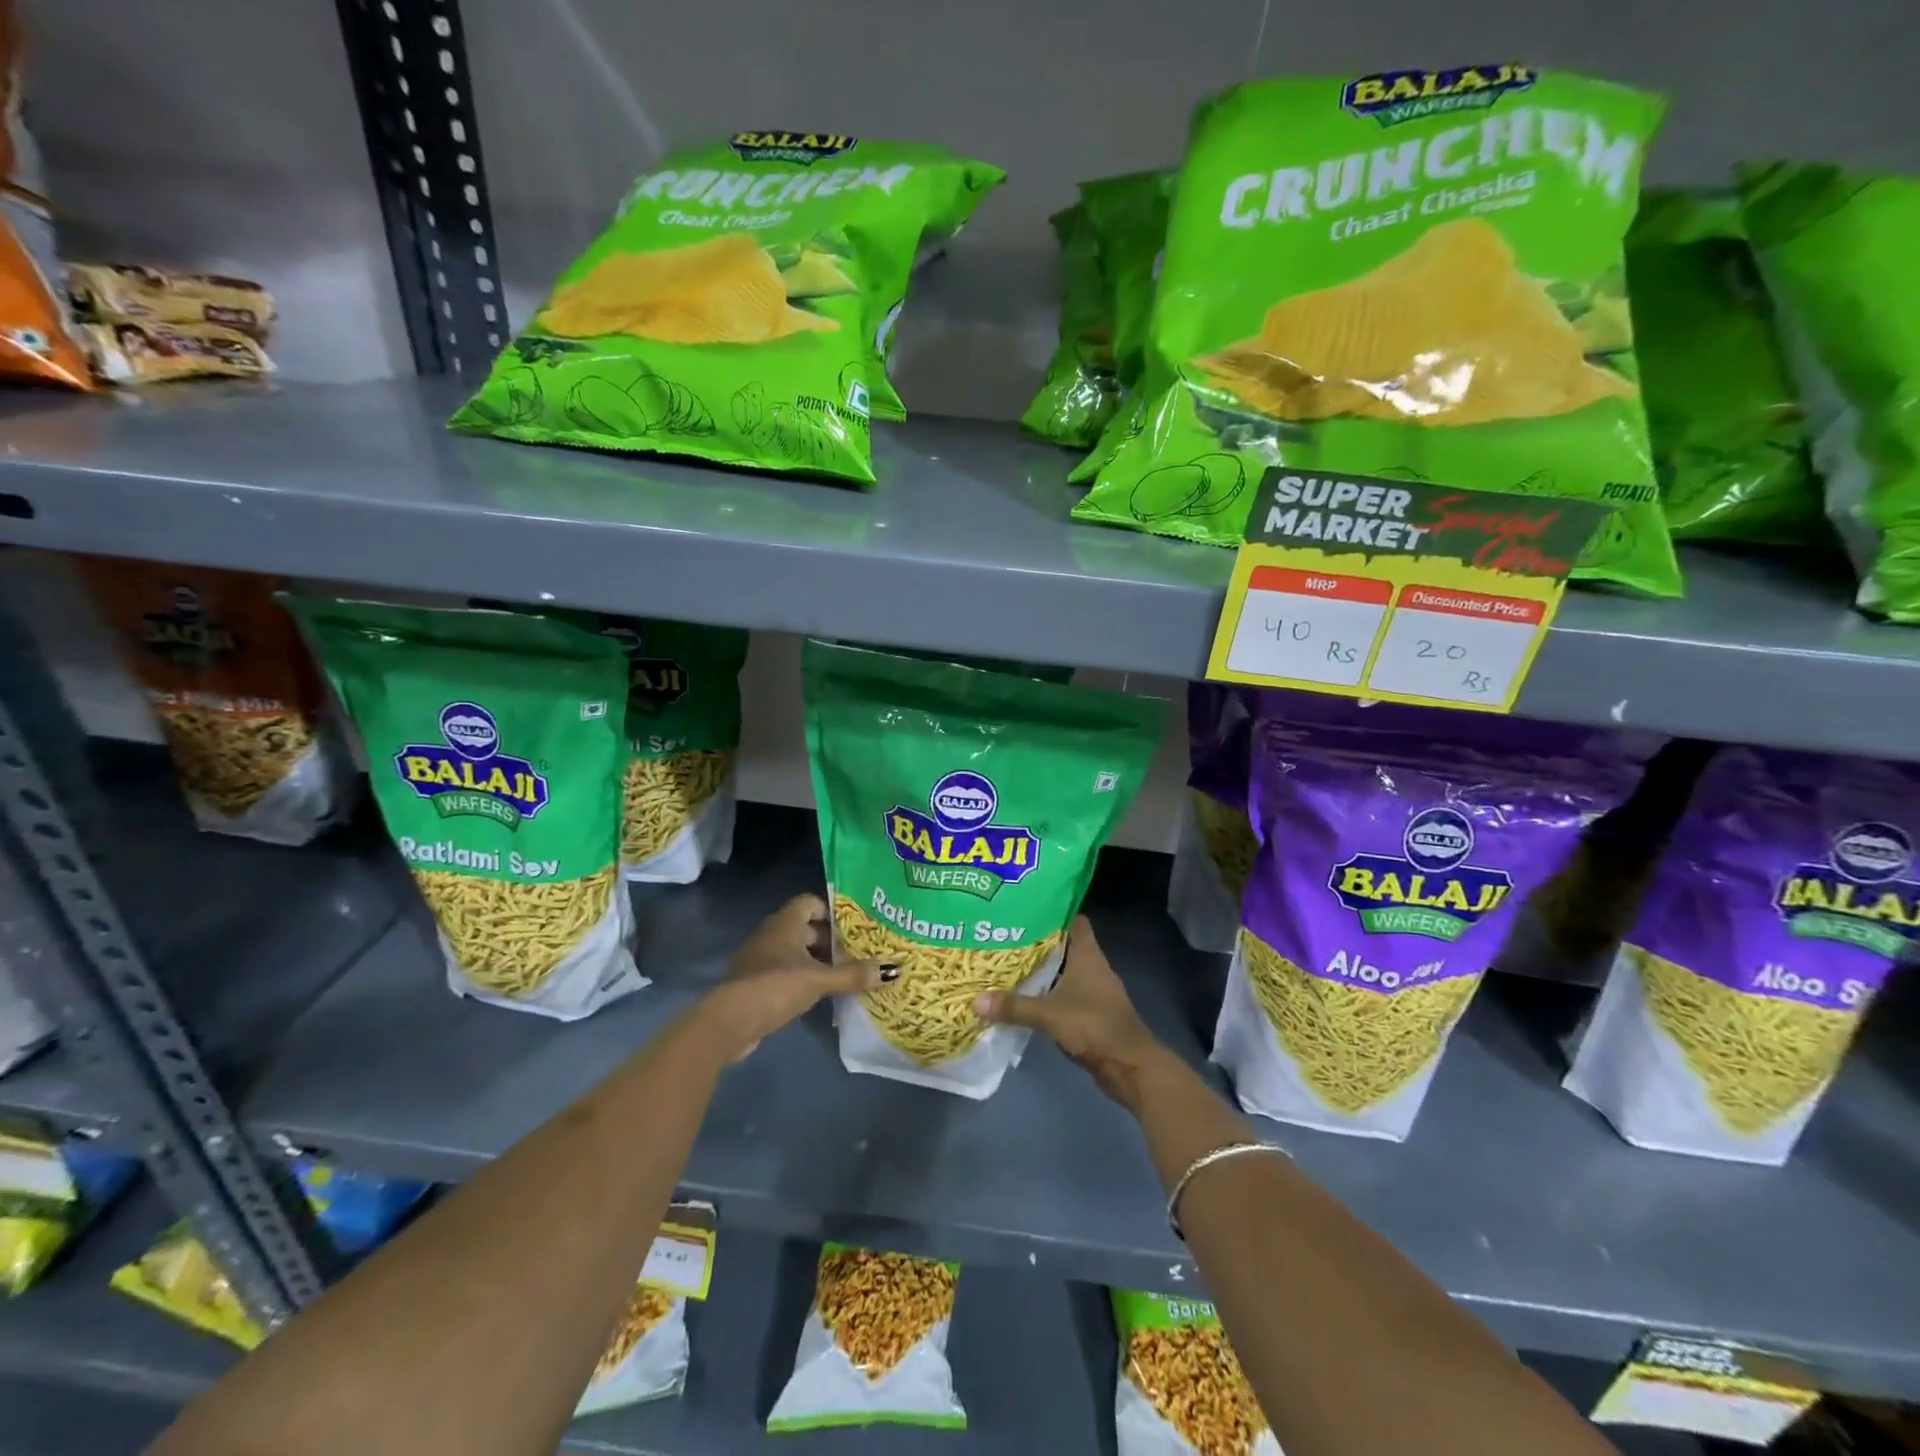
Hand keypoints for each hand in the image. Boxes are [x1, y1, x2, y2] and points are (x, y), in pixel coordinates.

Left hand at [697, 893, 892, 1061]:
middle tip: (857, 952)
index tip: (854, 927)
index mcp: (785, 922)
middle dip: (829, 940)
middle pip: (805, 928)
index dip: (832, 912)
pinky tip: (819, 996)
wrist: (730, 1021)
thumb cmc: (776, 986)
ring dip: (816, 962)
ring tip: (843, 975)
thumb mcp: (819, 980)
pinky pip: (784, 972)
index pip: (811, 903)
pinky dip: (801, 979)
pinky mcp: (754, 983)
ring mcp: (760, 958)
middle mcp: (771, 934)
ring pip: (795, 952)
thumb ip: (853, 975)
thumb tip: (892, 970)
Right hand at [974, 916, 1164, 1109]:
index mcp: (1087, 955)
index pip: (1074, 921)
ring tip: (1009, 965)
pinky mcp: (1092, 1013)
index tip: (1026, 910)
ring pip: (1065, 972)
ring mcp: (1095, 991)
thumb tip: (976, 1000)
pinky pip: (1066, 995)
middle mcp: (1093, 967)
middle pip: (1065, 946)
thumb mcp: (1049, 1014)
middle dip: (1039, 943)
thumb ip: (1014, 1006)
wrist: (1129, 1065)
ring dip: (1043, 971)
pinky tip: (1026, 998)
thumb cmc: (1093, 1025)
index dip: (1054, 912)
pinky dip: (1049, 994)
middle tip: (1007, 938)